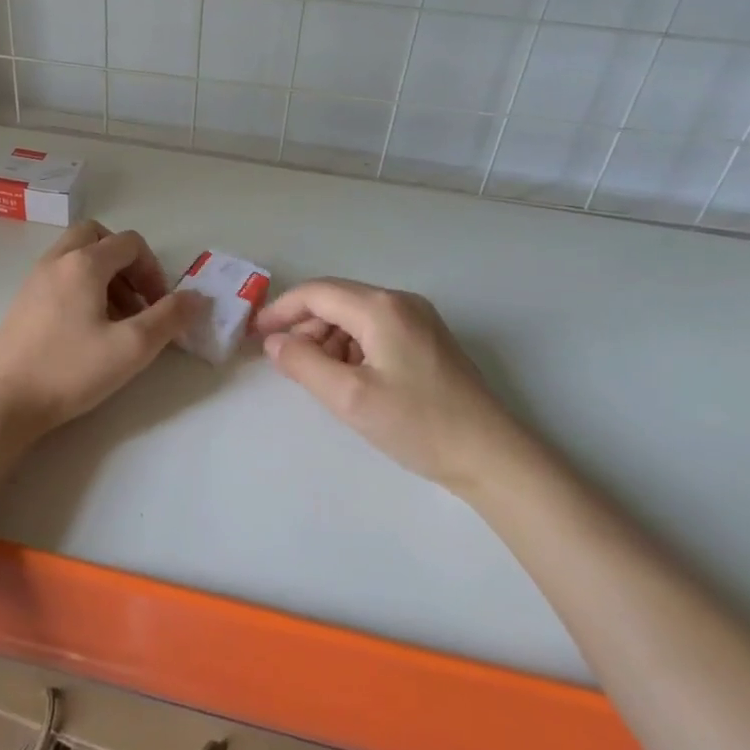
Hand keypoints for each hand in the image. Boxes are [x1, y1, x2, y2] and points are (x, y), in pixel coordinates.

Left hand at [0, 221, 200, 432]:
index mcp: (84, 263)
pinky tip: (86, 327)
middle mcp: (57, 260)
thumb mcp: (132, 348)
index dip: (154, 270)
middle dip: (125, 262)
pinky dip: (80, 286)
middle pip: (98, 237)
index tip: (159, 306)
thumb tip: (198, 297)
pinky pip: (59, 274)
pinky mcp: (22, 300)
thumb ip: (170, 318)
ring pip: (76, 255)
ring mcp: (34, 278)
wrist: (5, 401)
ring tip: (116, 318)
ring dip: (104, 275)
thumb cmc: (70, 370)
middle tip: (137, 299)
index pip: (130, 243)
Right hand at [253, 278, 524, 492]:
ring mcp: (419, 318)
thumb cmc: (418, 424)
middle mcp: (400, 301)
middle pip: (336, 300)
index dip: (281, 309)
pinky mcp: (428, 339)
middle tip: (287, 362)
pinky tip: (351, 378)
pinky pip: (376, 329)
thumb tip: (275, 343)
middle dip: (305, 327)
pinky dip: (352, 347)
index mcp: (381, 307)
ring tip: (320, 376)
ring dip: (328, 339)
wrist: (492, 456)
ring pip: (355, 315)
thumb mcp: (350, 398)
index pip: (317, 293)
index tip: (257, 334)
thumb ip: (304, 364)